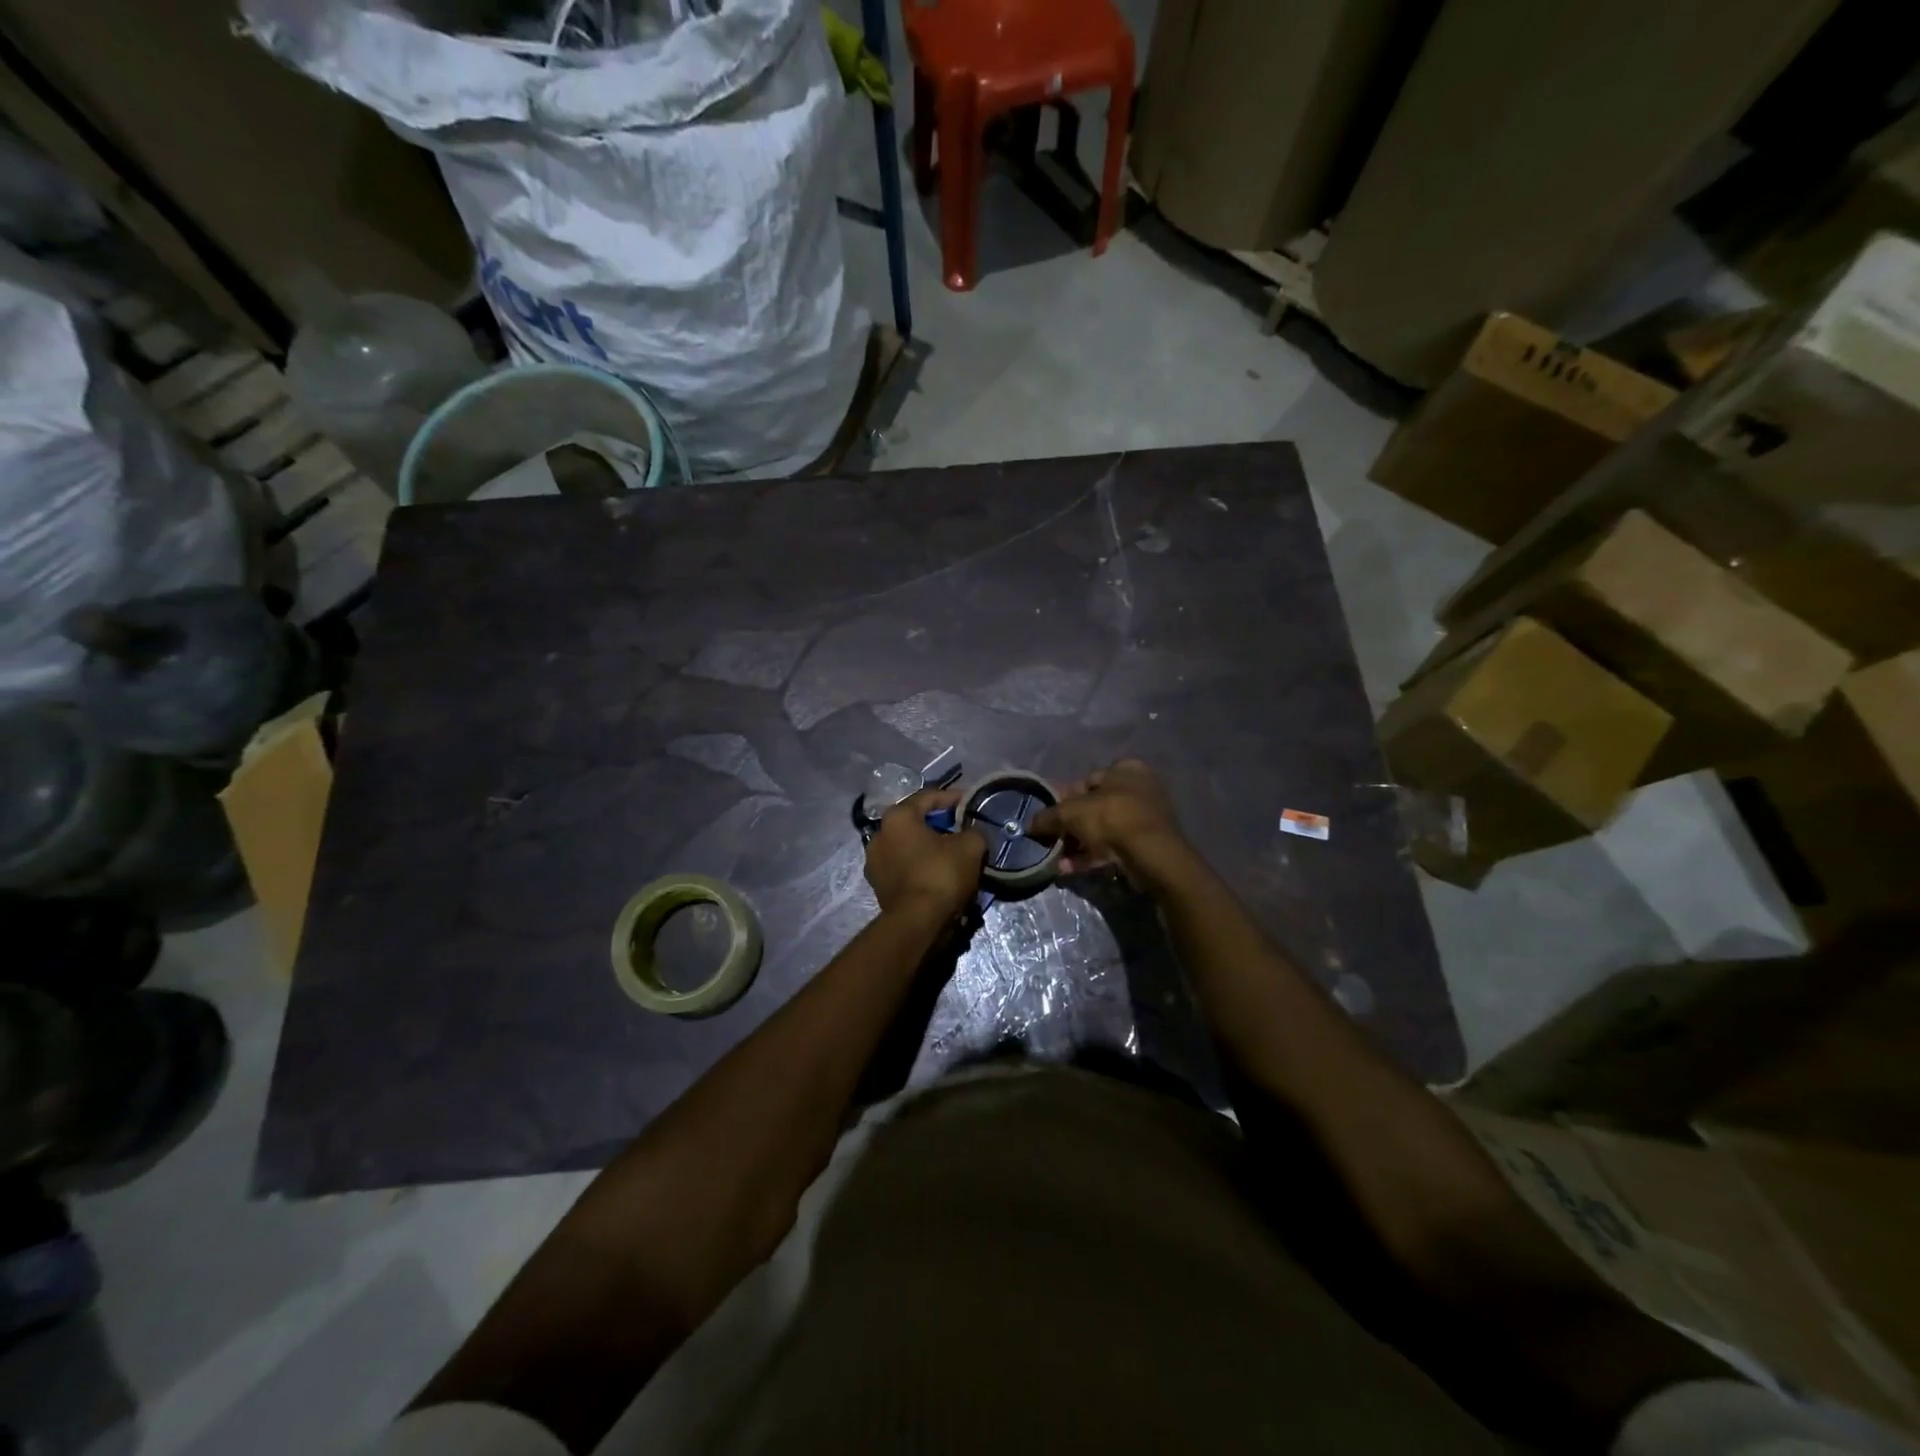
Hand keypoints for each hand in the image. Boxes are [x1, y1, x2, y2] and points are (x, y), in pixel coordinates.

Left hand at [864, 787, 986, 917]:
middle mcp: (879, 835)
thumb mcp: (970, 846)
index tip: (969, 801)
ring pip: (908, 847)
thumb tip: (971, 833)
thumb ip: (973, 831)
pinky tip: (938, 874)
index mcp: (897, 817)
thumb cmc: (941, 874)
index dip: (951, 797)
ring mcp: (875, 863)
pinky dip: (920, 867)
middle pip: (914, 822)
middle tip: (960, 828)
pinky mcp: (878, 887)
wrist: (918, 922)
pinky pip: (904, 867)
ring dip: (928, 847)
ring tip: (951, 854)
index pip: (927, 797)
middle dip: (938, 824)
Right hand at [1030, 759, 1191, 885]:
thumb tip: (1029, 824)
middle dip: (1070, 826)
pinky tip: (1069, 869)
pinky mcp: (1147, 844)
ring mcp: (1146, 817)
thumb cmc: (1111, 818)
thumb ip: (1048, 817)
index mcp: (1125, 769)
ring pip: (1103, 829)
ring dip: (1078, 844)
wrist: (1151, 854)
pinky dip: (1091, 856)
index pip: (1087, 781)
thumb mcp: (1071, 813)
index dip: (1064, 799)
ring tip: (1057, 859)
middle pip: (1094, 807)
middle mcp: (1139, 788)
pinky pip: (1113, 847)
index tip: (1050, 817)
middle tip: (1052, 840)